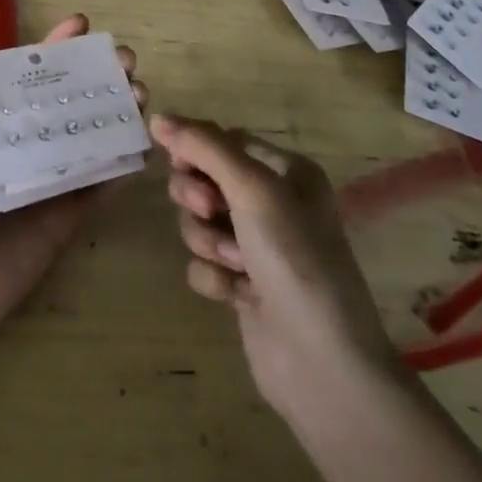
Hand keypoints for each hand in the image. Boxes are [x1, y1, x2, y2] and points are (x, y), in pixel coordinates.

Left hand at [0, 15, 148, 421]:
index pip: (24, 77)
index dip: (53, 49)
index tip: (83, 24)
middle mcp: (20, 147)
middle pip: (64, 102)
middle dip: (96, 77)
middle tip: (128, 61)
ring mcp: (46, 183)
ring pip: (87, 139)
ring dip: (114, 114)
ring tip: (142, 95)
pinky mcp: (65, 221)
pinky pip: (97, 189)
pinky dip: (120, 168)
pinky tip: (142, 149)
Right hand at [151, 114, 403, 425]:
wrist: (322, 364)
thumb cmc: (294, 259)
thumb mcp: (252, 189)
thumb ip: (203, 147)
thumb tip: (159, 117)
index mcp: (286, 171)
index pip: (223, 140)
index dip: (196, 150)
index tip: (180, 164)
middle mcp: (273, 203)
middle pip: (205, 179)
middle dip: (198, 197)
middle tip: (211, 212)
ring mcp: (257, 246)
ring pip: (199, 221)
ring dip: (207, 240)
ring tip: (234, 264)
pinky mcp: (242, 284)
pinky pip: (204, 262)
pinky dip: (213, 276)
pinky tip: (235, 295)